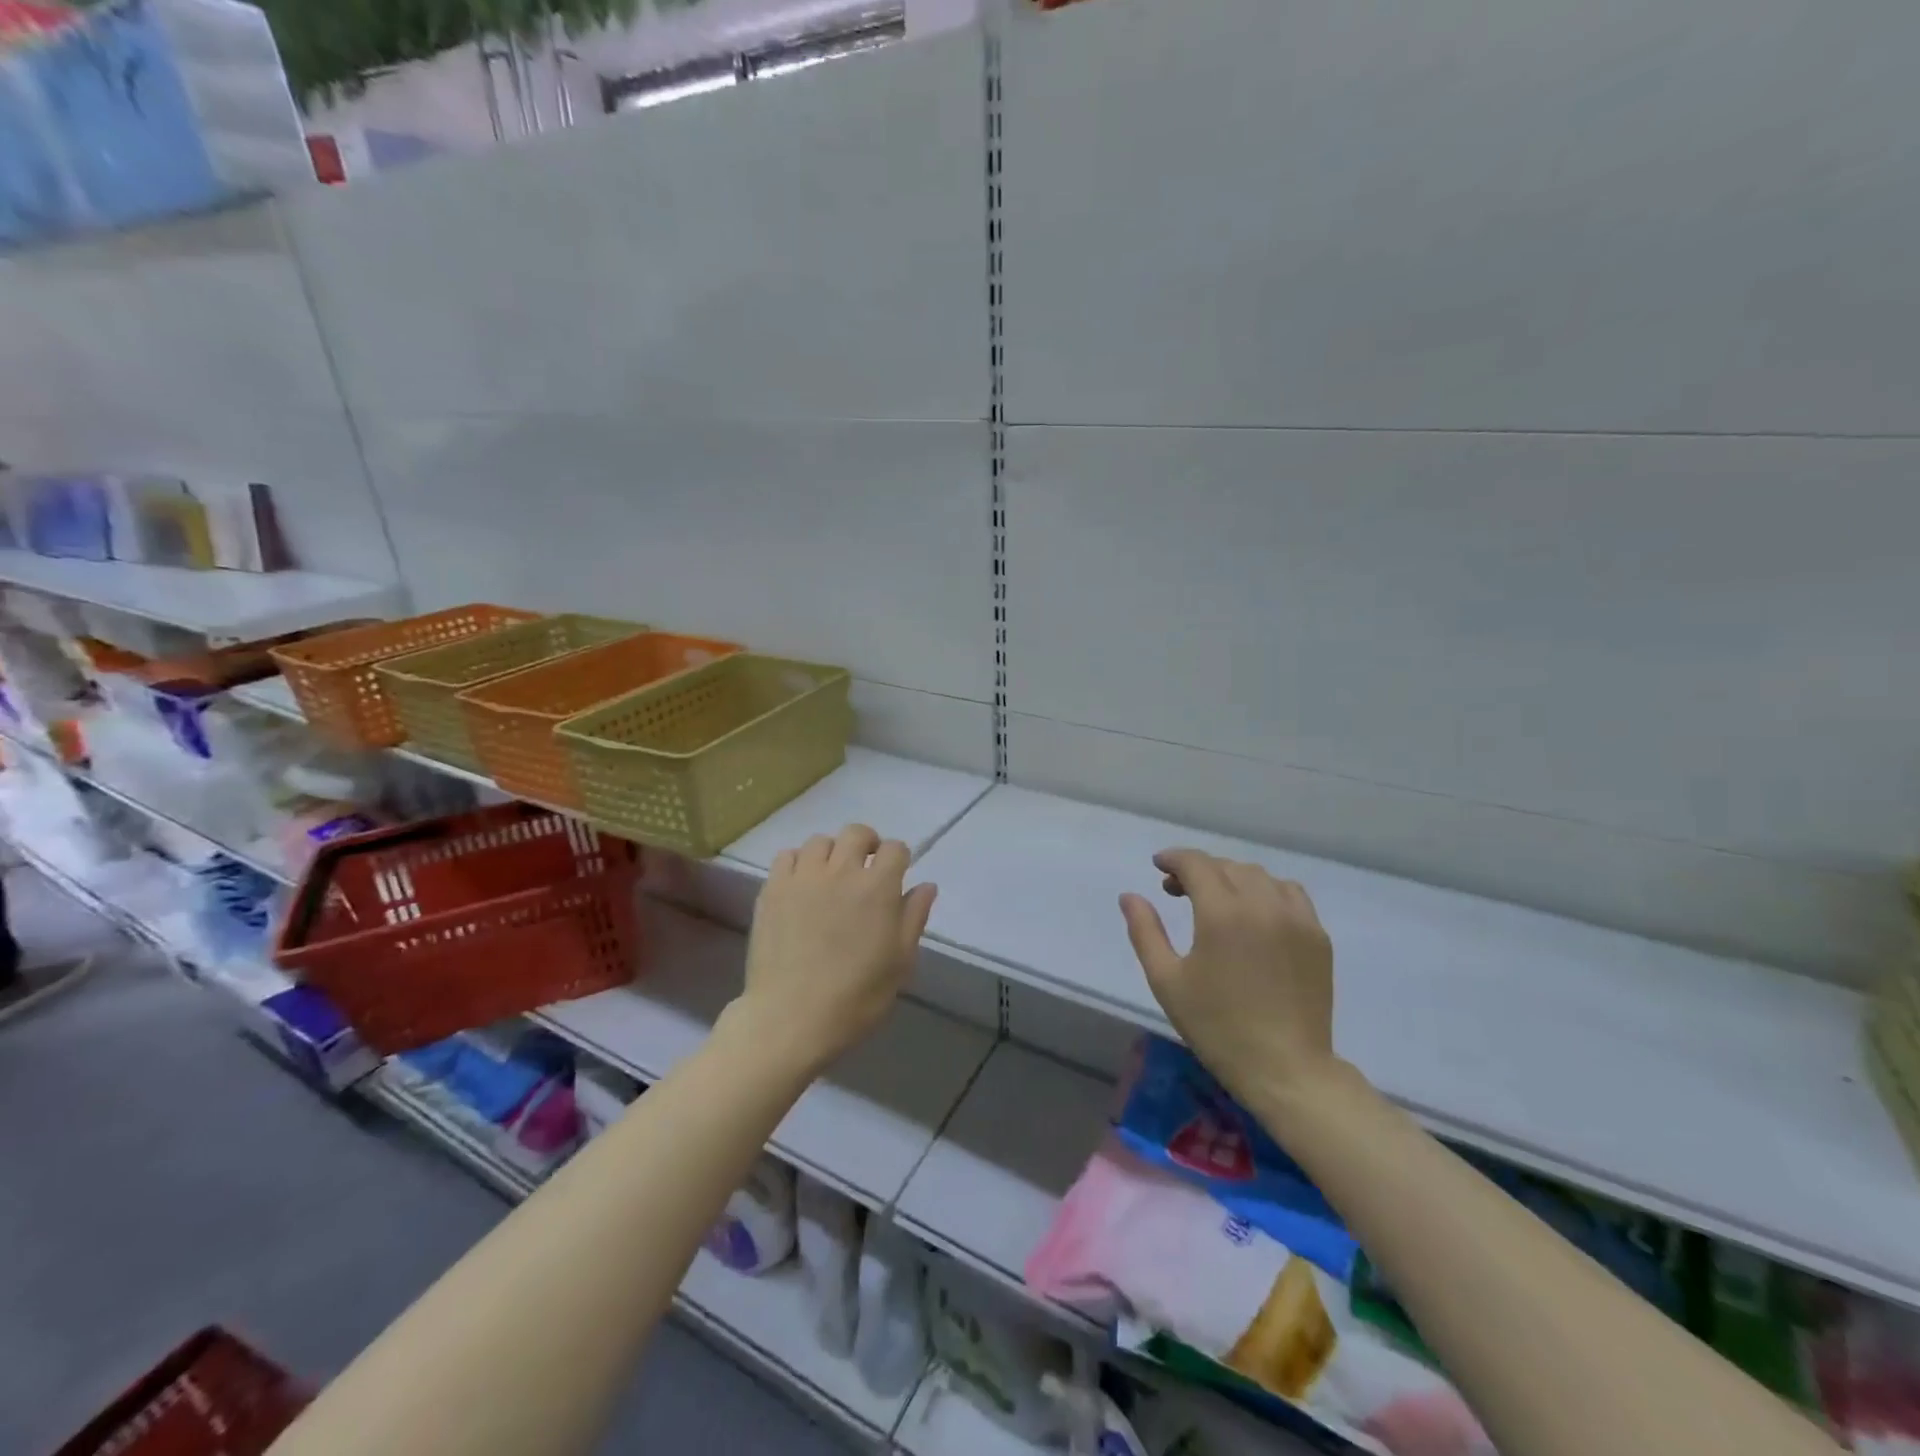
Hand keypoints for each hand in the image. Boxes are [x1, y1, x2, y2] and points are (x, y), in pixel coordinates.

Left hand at [736, 823, 937, 1075]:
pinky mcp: (773, 889)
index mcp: (878, 888)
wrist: (791, 1018)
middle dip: (867, 844)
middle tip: (866, 869)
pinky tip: (801, 885)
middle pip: (856, 833)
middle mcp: (841, 871)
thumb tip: (926, 885)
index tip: (896, 876)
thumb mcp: (899, 963)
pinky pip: (787, 856)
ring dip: (832, 852)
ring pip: (820, 841)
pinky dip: (798, 862)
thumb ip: (914, 917)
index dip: (899, 859)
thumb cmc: (856, 997)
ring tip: (831, 877)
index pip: (895, 849)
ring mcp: (803, 877)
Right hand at [1120, 848, 1337, 1112]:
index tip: (1158, 867)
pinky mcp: (1317, 936)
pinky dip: (1266, 891)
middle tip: (1176, 890)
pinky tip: (1255, 913)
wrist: (1285, 1068)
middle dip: (1198, 870)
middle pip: (1227, 866)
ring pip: (1259, 876)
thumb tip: (1130, 896)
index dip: (1174, 859)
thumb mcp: (1167, 981)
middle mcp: (1262, 905)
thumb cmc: (1217, 1027)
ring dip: (1232, 877)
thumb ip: (1145, 931)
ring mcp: (1296, 918)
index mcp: (1222, 913)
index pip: (1196, 864)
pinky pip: (1290, 893)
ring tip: (1216, 900)